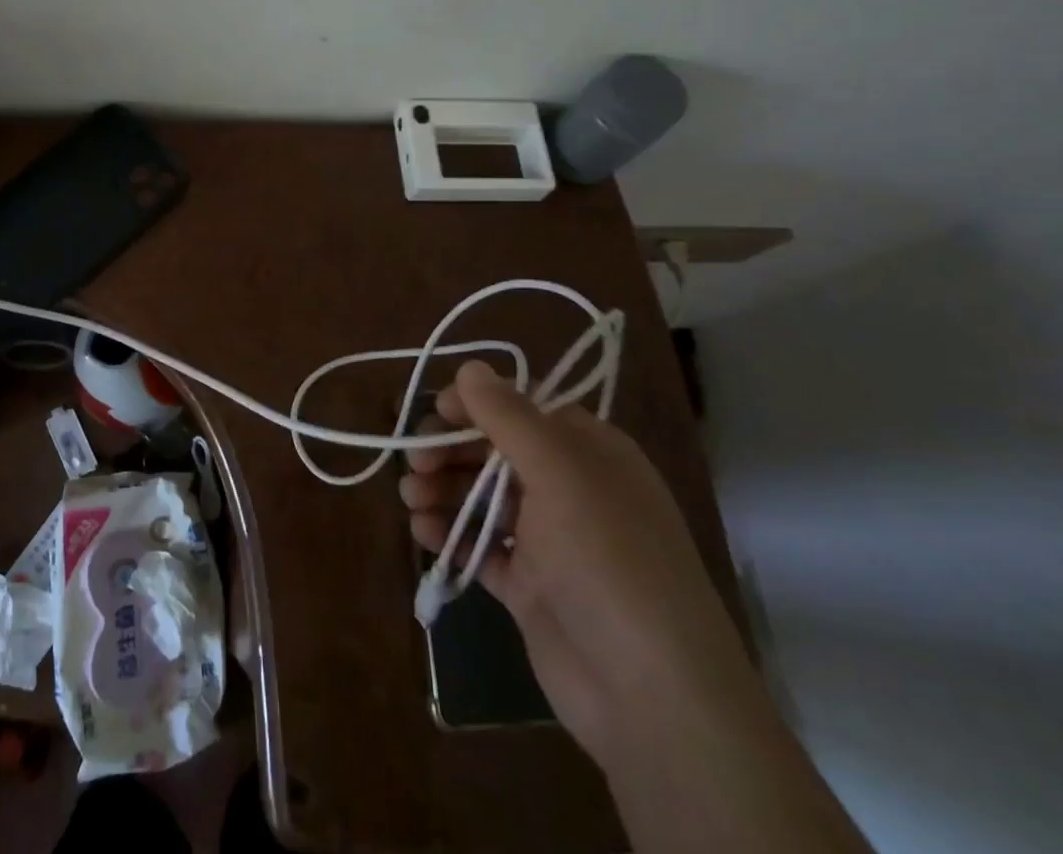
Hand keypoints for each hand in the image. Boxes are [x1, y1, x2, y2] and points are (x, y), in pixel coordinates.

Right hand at [400, 359, 768, 759]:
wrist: (652, 696)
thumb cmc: (608, 559)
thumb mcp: (559, 472)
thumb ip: (508, 416)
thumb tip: (471, 367)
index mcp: (588, 452)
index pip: (523, 409)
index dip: (476, 405)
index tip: (435, 411)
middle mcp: (570, 489)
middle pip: (495, 452)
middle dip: (450, 451)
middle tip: (414, 462)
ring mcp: (550, 541)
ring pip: (483, 498)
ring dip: (443, 491)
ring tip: (410, 500)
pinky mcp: (530, 587)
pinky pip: (482, 547)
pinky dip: (452, 535)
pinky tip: (423, 533)